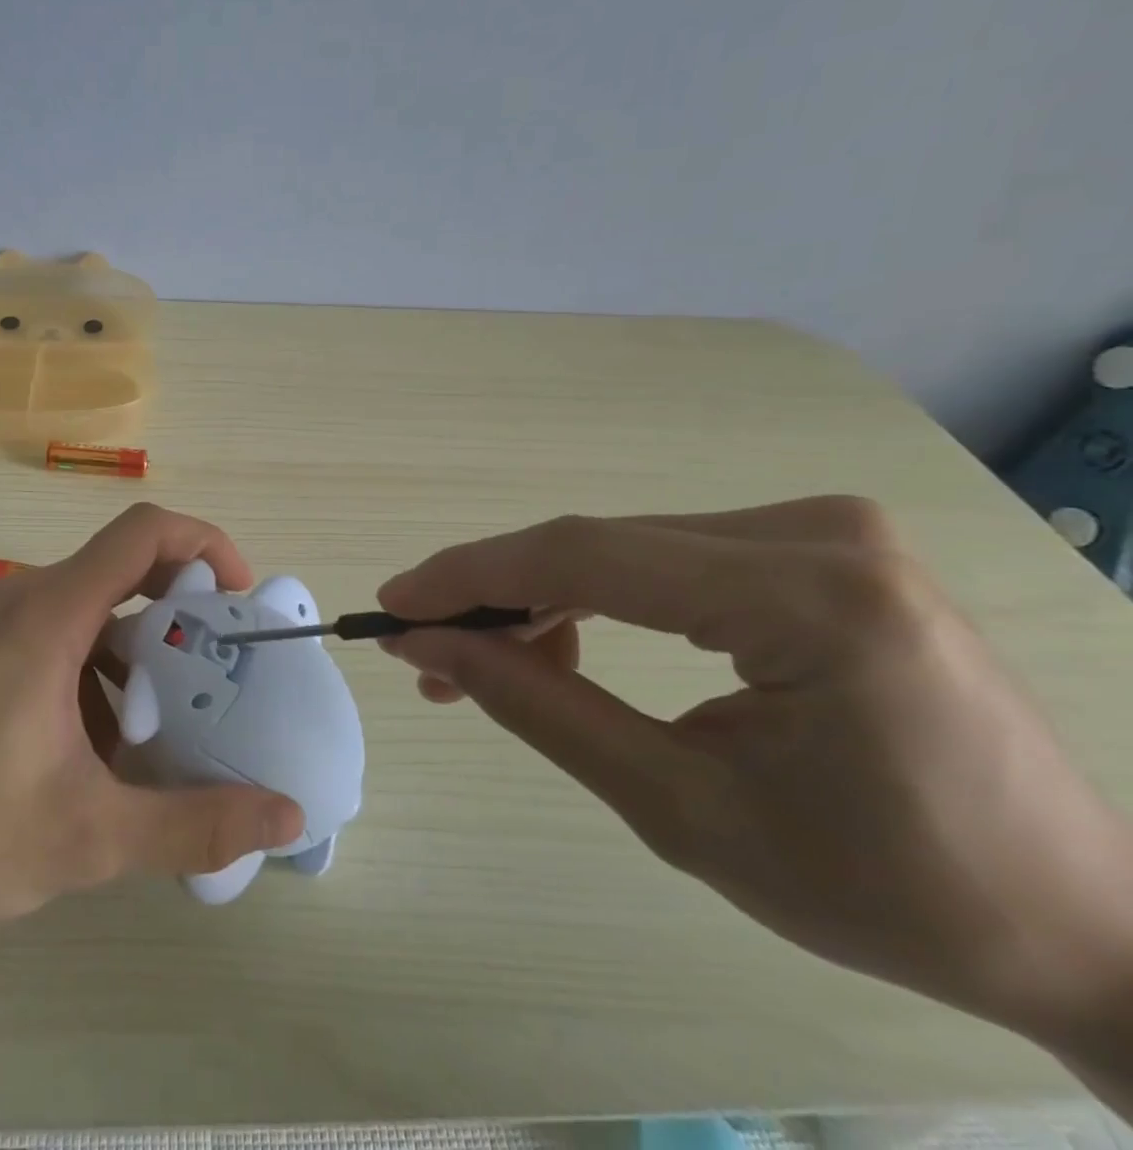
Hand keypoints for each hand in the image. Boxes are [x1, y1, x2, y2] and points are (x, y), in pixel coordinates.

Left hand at [0, 504, 304, 945]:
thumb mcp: (86, 837)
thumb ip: (193, 825)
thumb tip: (286, 815)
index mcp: (51, 613)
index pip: (145, 531)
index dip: (206, 544)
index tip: (239, 601)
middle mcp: (21, 601)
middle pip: (124, 571)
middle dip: (182, 618)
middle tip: (218, 682)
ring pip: (90, 614)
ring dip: (137, 660)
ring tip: (162, 736)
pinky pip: (55, 643)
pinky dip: (95, 679)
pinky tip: (95, 758)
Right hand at [377, 496, 1132, 1050]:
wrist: (1081, 924)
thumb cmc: (888, 892)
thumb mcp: (683, 810)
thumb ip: (541, 709)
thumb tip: (431, 648)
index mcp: (815, 599)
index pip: (589, 556)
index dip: (472, 577)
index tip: (392, 606)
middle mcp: (818, 532)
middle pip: (600, 546)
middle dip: (497, 598)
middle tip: (425, 654)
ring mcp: (821, 530)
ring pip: (622, 548)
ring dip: (539, 600)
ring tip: (484, 664)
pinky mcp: (815, 548)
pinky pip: (663, 558)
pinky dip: (594, 596)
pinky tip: (560, 642)